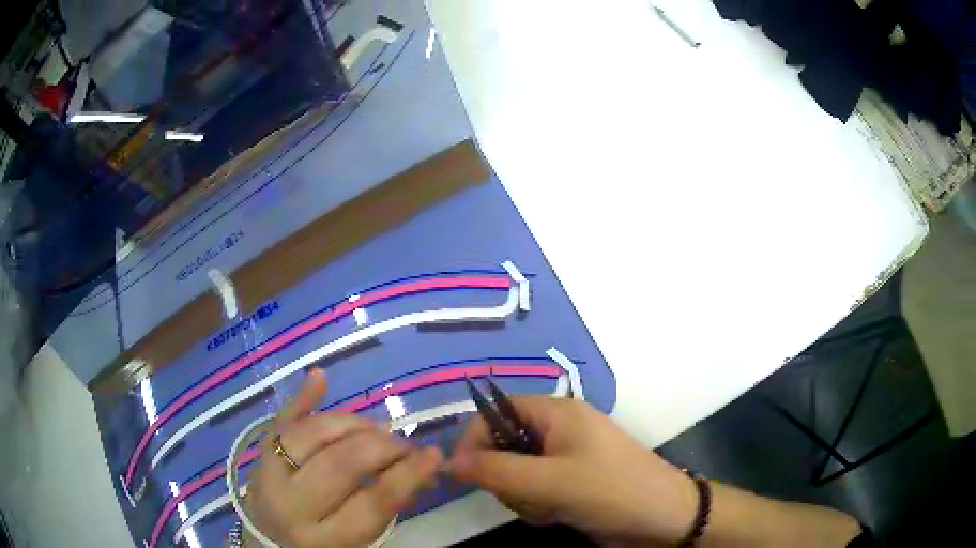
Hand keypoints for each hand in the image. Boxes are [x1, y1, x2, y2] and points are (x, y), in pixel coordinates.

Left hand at [244, 369, 442, 546]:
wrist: (266, 544)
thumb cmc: (323, 546)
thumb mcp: (358, 542)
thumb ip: (386, 507)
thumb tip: (423, 467)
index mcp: (327, 538)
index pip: (375, 500)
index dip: (408, 474)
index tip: (432, 455)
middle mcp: (293, 505)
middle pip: (343, 462)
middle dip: (382, 446)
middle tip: (402, 443)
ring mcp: (268, 475)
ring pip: (313, 434)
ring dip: (351, 423)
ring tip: (374, 428)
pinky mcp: (257, 455)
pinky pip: (280, 421)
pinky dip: (301, 398)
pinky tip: (320, 377)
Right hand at [448, 397, 697, 543]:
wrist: (664, 519)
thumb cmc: (610, 491)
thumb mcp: (550, 482)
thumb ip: (496, 470)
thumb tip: (450, 461)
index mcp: (559, 413)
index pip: (499, 410)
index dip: (476, 437)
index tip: (463, 472)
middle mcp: (562, 430)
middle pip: (506, 444)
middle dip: (506, 475)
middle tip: (524, 496)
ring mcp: (569, 458)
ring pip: (519, 472)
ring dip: (523, 495)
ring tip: (547, 510)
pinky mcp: (574, 482)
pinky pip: (537, 488)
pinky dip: (538, 505)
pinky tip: (555, 516)